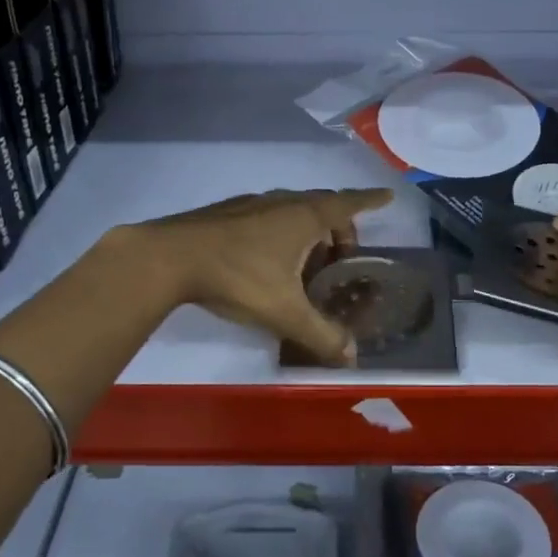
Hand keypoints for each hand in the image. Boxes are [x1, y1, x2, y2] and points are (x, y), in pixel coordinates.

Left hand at [117, 187, 394, 364]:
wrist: (169, 257)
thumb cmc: (238, 276)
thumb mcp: (285, 311)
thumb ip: (321, 335)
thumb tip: (352, 358)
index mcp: (304, 217)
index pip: (348, 204)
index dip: (370, 203)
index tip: (387, 198)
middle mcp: (282, 202)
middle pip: (322, 208)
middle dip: (339, 229)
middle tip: (343, 257)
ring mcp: (251, 205)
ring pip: (292, 212)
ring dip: (308, 233)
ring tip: (307, 265)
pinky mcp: (226, 214)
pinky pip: (268, 218)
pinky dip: (281, 233)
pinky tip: (267, 262)